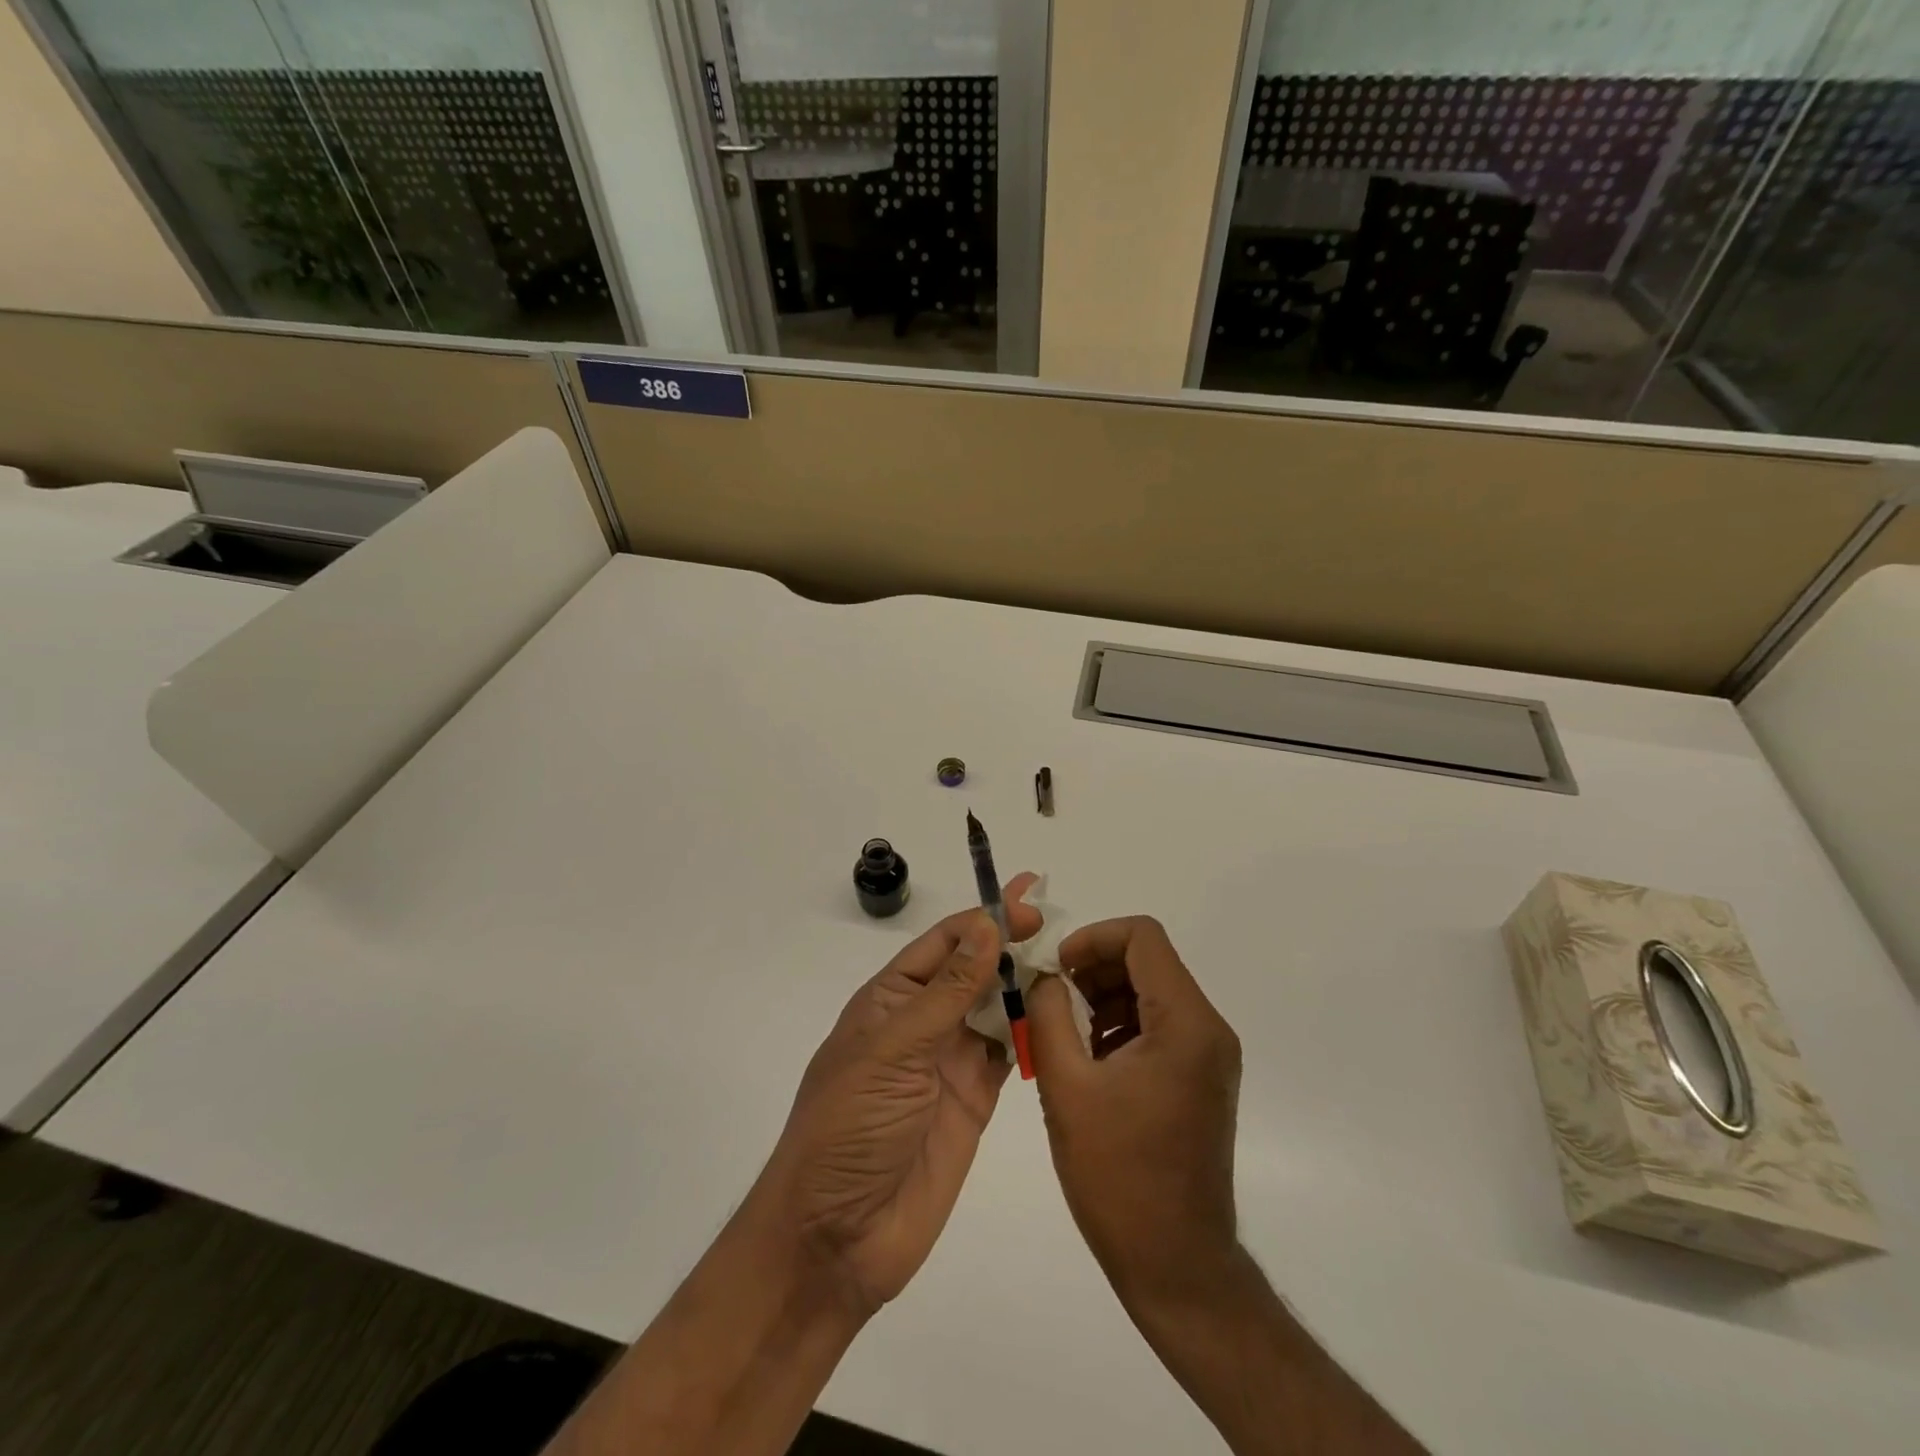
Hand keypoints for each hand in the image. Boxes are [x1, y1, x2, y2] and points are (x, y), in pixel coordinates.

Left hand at [755, 875, 1041, 1315]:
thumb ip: (947, 992)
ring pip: (994, 1007)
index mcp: (891, 999)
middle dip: (1009, 943)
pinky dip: (1030, 1032)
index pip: (944, 943)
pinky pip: (1007, 1053)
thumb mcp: (894, 1050)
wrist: (836, 1239)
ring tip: (1068, 962)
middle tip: (1057, 924)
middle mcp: (922, 1022)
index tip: (1027, 901)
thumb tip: (986, 926)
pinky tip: (1059, 1014)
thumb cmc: (850, 1127)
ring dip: (1025, 984)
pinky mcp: (974, 1100)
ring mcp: (949, 1061)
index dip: (984, 919)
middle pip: (973, 969)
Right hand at [1027, 916, 1242, 1309]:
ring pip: (1150, 992)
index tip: (1056, 968)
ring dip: (1102, 999)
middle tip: (1051, 1000)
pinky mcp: (1201, 1079)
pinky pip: (1158, 1026)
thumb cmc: (1118, 1176)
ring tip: (1062, 1034)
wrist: (1176, 1266)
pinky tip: (1087, 1062)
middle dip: (1093, 969)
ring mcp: (1209, 1056)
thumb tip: (1046, 977)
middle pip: (1148, 961)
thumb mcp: (1067, 1087)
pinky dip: (1119, 1026)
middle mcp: (1208, 1029)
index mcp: (1185, 1023)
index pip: (1143, 937)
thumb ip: (1049, 1015)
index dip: (1093, 937)